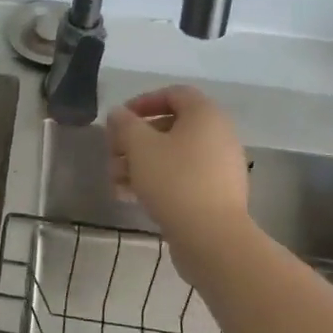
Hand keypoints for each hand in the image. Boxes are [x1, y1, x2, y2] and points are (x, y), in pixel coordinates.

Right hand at [106, 85, 250, 240]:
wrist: (212, 237)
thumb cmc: (174, 180)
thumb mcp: (140, 147)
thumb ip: (125, 125)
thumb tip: (118, 113)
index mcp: (205, 115)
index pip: (174, 94)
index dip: (143, 102)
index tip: (119, 120)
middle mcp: (218, 135)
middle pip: (170, 126)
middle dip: (135, 139)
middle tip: (113, 154)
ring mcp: (220, 166)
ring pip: (173, 155)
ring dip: (141, 162)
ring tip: (115, 180)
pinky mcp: (216, 193)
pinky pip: (182, 176)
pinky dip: (157, 180)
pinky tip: (131, 196)